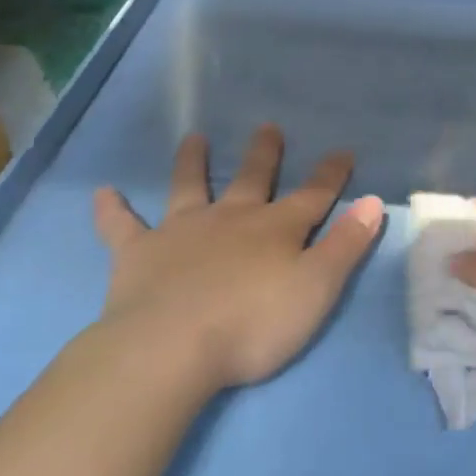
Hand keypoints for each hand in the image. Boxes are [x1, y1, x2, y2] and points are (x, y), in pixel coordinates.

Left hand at [92, 127, 383, 393]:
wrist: (172, 348)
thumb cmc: (253, 324)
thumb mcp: (317, 288)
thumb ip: (346, 245)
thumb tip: (372, 201)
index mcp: (275, 229)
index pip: (313, 195)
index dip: (331, 174)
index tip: (342, 151)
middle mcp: (230, 219)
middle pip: (252, 179)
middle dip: (264, 154)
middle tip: (267, 127)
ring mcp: (182, 231)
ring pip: (189, 187)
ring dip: (193, 162)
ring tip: (194, 138)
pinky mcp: (139, 253)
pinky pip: (122, 227)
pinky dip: (111, 210)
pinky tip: (102, 193)